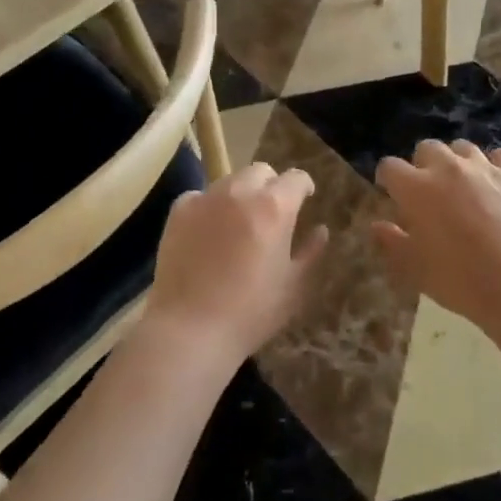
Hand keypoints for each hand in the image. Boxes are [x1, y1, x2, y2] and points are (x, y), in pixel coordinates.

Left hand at [147, 163, 326, 362]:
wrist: (191, 329)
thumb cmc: (251, 312)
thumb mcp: (293, 286)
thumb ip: (311, 252)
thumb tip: (321, 230)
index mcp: (275, 206)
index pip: (296, 178)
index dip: (304, 187)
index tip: (305, 200)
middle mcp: (241, 191)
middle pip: (261, 171)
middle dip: (271, 186)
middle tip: (271, 213)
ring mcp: (207, 198)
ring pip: (230, 181)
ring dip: (240, 194)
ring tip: (238, 222)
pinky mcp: (179, 211)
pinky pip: (200, 197)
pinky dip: (208, 207)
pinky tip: (207, 231)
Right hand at [373, 141, 500, 329]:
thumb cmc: (459, 280)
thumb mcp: (414, 270)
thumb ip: (391, 243)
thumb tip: (377, 226)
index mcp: (416, 188)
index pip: (389, 166)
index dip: (388, 179)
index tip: (392, 194)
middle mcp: (447, 167)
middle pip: (426, 148)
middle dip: (423, 165)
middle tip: (430, 192)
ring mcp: (484, 167)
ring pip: (462, 148)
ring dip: (457, 162)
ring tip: (464, 186)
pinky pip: (500, 156)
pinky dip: (494, 166)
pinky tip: (496, 185)